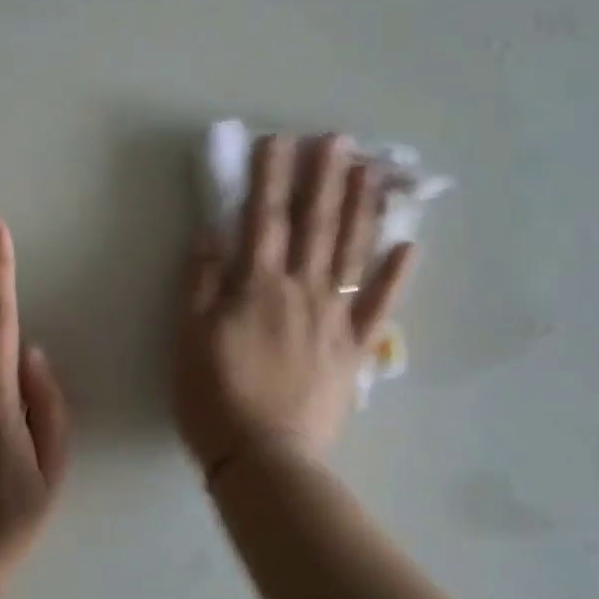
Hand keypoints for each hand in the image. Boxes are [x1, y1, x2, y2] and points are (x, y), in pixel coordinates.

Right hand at [173, 134, 415, 478]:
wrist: (265, 459)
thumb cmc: (215, 398)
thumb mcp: (189, 338)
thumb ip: (200, 283)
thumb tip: (211, 234)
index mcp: (257, 287)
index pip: (264, 218)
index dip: (270, 176)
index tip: (278, 140)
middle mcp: (302, 291)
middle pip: (315, 226)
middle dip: (325, 178)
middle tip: (339, 140)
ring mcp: (335, 318)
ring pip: (351, 254)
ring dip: (361, 210)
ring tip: (372, 173)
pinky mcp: (355, 349)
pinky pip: (380, 307)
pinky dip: (395, 276)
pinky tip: (409, 246)